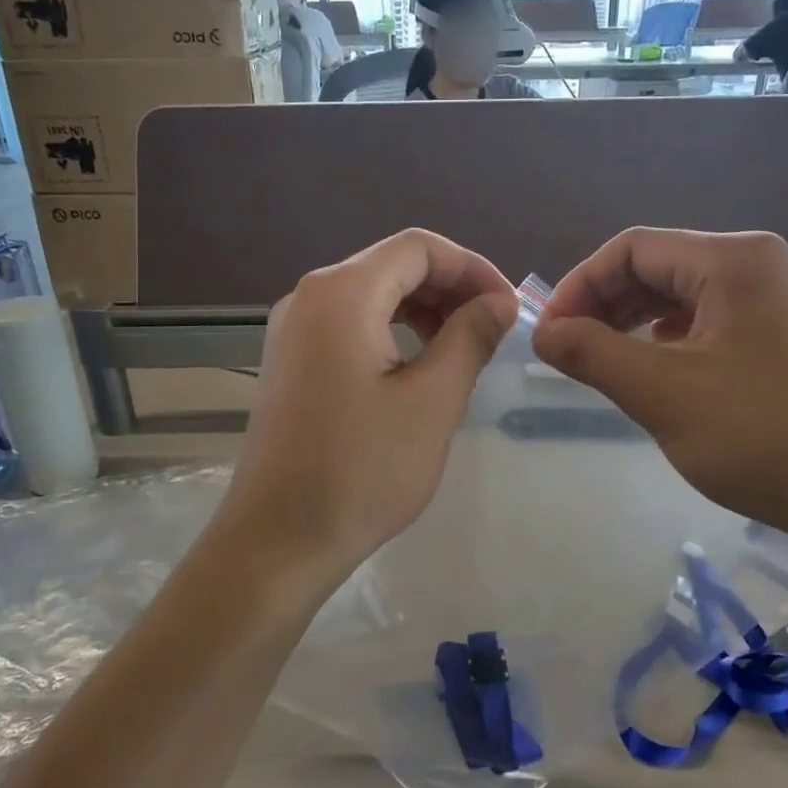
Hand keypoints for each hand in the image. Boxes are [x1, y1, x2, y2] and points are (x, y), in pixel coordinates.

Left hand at [217, 230, 517, 584]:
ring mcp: (293, 330)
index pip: (419, 248)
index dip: (473, 268)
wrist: (279, 539)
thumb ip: (470, 338)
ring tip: (463, 350)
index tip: (509, 308)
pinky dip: (393, 333)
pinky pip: (350, 326)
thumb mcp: (432, 401)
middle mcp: (309, 297)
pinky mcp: (291, 363)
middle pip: (393, 266)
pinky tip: (419, 368)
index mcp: (341, 293)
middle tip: (493, 330)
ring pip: (372, 296)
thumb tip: (499, 302)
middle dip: (450, 289)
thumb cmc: (361, 470)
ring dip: (424, 311)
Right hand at [531, 228, 787, 553]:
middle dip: (604, 304)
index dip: (579, 285)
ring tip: (604, 364)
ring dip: (632, 323)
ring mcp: (775, 300)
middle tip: (569, 352)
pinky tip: (656, 372)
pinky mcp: (782, 336)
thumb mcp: (662, 394)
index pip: (632, 248)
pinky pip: (708, 321)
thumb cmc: (762, 437)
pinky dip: (667, 340)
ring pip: (681, 296)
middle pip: (657, 265)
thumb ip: (592, 353)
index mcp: (733, 260)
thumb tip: (541, 331)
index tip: (548, 335)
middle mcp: (757, 265)